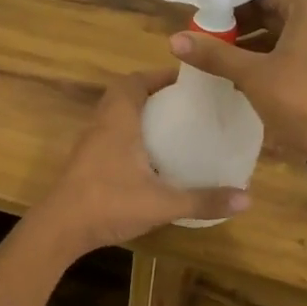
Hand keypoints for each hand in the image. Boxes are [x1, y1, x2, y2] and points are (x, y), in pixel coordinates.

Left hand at [27, 70, 250, 256]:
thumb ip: (203, 200)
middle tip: (182, 104)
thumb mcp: (162, 203)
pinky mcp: (84, 163)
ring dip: (138, 114)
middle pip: (123, 94)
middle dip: (152, 93)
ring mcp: (89, 144)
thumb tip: (247, 198)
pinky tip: (148, 158)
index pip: (135, 81)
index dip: (159, 76)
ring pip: (113, 115)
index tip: (187, 82)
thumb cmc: (108, 204)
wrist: (59, 229)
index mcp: (118, 120)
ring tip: (170, 126)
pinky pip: (108, 135)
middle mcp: (101, 124)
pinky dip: (128, 135)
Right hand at [169, 0, 306, 160]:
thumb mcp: (252, 75)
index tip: (200, 17)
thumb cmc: (300, 99)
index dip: (227, 3)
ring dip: (249, 42)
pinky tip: (239, 72)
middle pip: (270, 8)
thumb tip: (174, 39)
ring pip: (279, 30)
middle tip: (203, 37)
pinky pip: (290, 48)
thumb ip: (214, 54)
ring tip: (216, 56)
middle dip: (236, 24)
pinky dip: (266, 55)